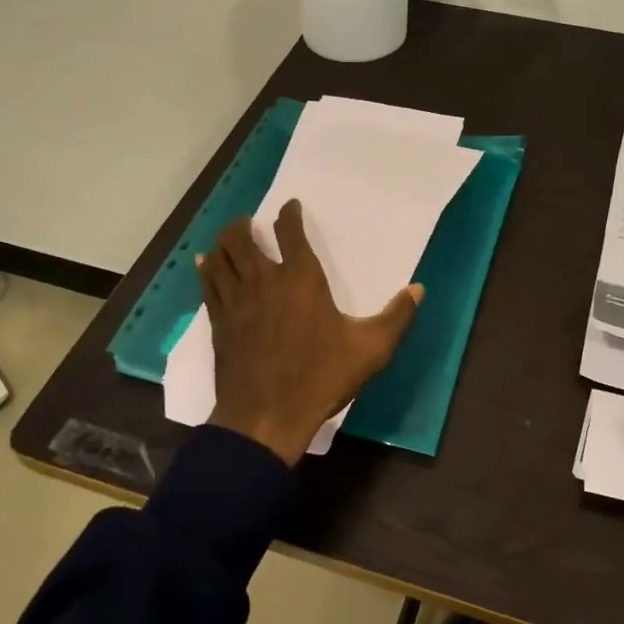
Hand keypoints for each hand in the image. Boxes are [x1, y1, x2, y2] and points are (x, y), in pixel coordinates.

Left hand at [201, 201, 421, 465]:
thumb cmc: (320, 378)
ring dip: (223, 242)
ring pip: (220, 257)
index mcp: (301, 280)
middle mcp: (264, 281)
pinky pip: (208, 285)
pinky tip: (205, 265)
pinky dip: (206, 269)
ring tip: (228, 238)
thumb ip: (396, 317)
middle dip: (245, 225)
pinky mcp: (219, 322)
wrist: (266, 416)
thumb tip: (418, 289)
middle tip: (249, 222)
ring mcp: (236, 301)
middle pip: (242, 238)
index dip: (289, 215)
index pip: (291, 233)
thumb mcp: (370, 350)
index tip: (291, 207)